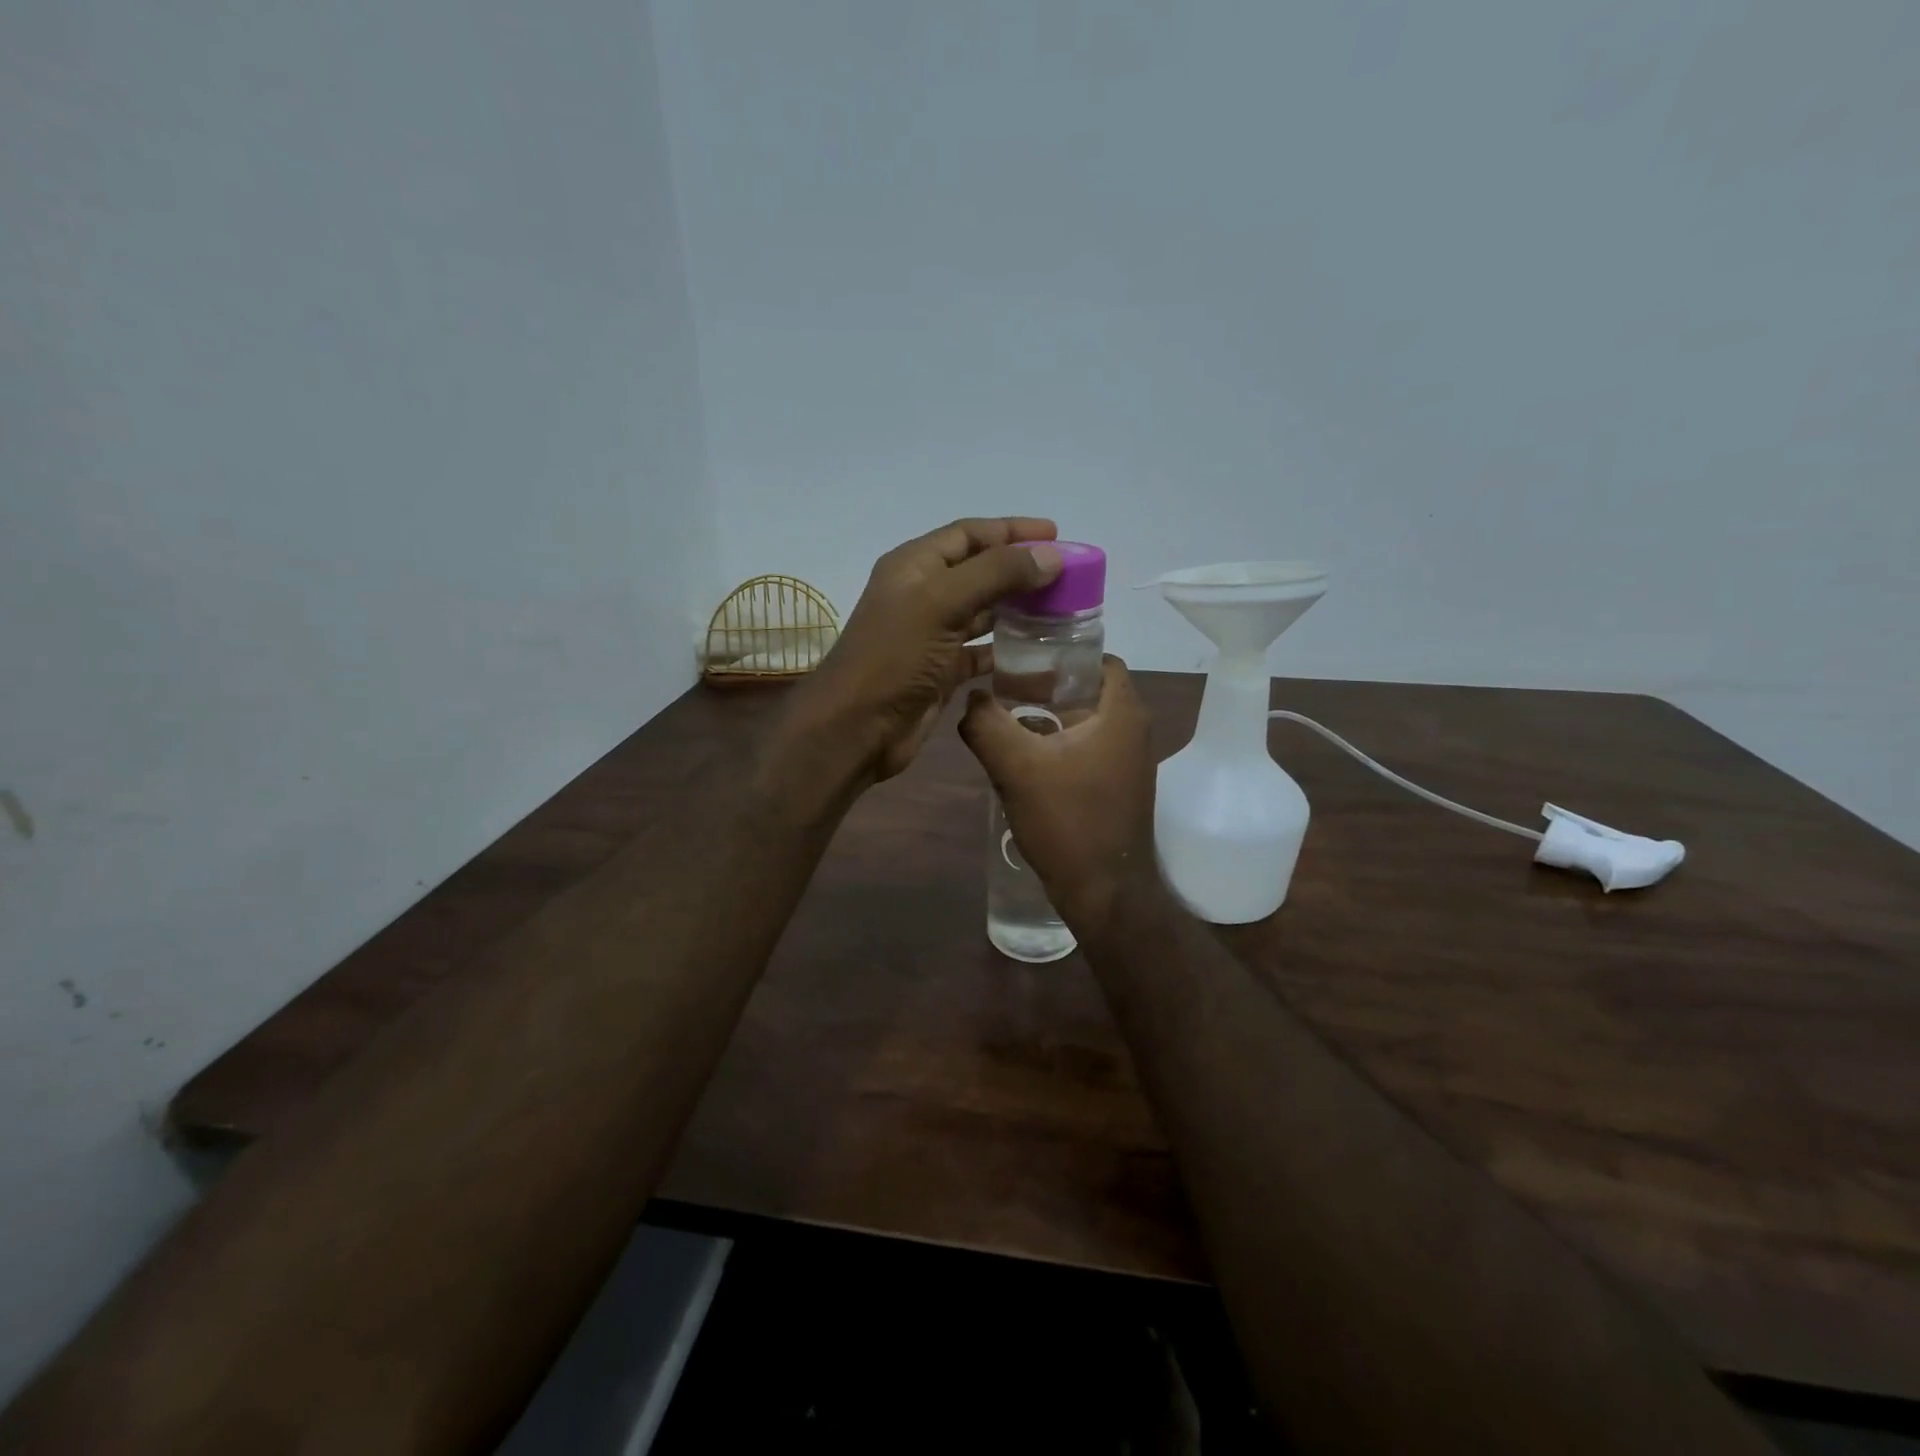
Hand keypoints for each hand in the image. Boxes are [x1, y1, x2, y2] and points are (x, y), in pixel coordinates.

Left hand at [787, 518, 1062, 782]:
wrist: (858, 728)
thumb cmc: (894, 657)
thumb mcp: (942, 603)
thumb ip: (996, 574)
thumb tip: (1050, 555)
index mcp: (915, 565)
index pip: (969, 533)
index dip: (1011, 530)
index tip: (1056, 535)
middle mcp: (924, 594)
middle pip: (980, 570)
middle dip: (1021, 569)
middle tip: (1068, 575)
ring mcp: (932, 634)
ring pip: (983, 611)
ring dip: (1018, 607)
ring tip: (1061, 608)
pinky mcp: (941, 671)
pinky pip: (981, 651)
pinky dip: (1007, 648)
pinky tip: (1037, 650)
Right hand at [959, 656, 1158, 935]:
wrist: (1104, 892)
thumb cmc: (1068, 821)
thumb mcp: (1017, 767)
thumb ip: (987, 724)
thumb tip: (970, 699)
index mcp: (1122, 713)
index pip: (1098, 659)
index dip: (1061, 653)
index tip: (1022, 659)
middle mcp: (1133, 730)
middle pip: (1087, 690)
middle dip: (1045, 687)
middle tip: (1003, 688)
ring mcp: (1128, 761)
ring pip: (1084, 723)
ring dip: (1048, 719)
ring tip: (1005, 721)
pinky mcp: (1117, 786)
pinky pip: (1085, 750)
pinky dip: (1057, 746)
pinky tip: (1022, 760)